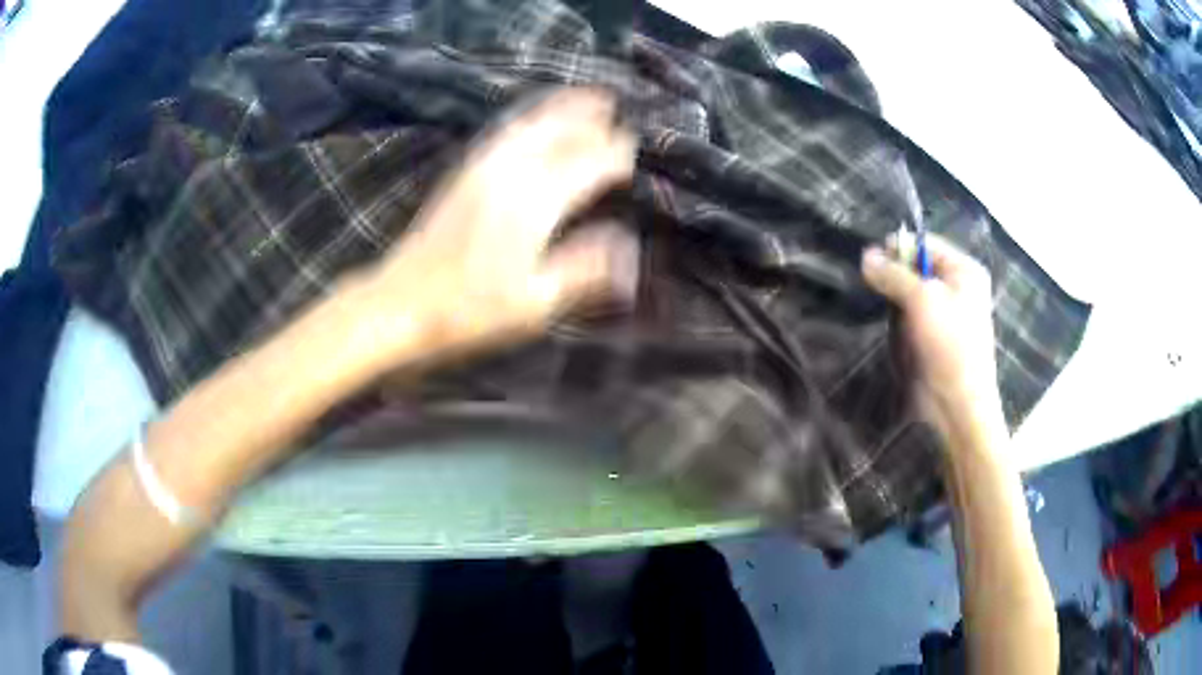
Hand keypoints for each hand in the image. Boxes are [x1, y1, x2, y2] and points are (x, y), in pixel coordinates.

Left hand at [355, 88, 638, 362]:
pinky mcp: (466, 168)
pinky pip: (508, 128)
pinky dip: (534, 115)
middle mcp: (512, 169)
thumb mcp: (536, 301)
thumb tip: (628, 243)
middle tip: (622, 117)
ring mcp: (484, 164)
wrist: (401, 302)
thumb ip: (585, 268)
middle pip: (564, 131)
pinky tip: (540, 117)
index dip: (618, 155)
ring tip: (593, 98)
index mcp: (536, 200)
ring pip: (535, 121)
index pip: (591, 162)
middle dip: (596, 121)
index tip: (638, 154)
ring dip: (567, 107)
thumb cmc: (470, 309)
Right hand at [861, 233, 1004, 442]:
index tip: (871, 262)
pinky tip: (891, 328)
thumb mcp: (921, 300)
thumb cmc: (949, 344)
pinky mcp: (936, 336)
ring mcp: (948, 313)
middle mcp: (958, 287)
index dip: (898, 249)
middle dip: (895, 275)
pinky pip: (913, 315)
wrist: (959, 403)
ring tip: (883, 310)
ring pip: (912, 292)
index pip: (925, 244)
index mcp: (964, 270)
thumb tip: (865, 256)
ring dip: (895, 299)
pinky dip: (899, 318)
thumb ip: (894, 274)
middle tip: (873, 287)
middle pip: (918, 267)